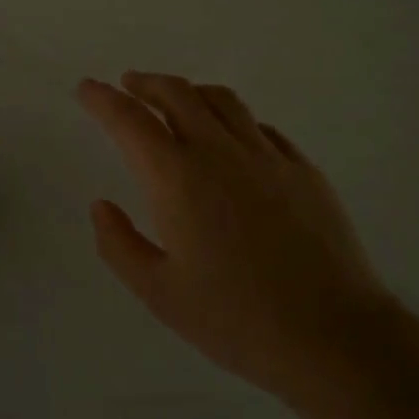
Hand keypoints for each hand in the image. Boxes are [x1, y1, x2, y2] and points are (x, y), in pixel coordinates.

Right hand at [77, 72, 396, 406]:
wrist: (332, 335)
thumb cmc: (235, 319)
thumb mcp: (159, 293)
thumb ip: (119, 244)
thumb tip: (101, 205)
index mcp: (177, 178)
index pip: (130, 121)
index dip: (103, 99)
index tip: (86, 88)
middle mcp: (220, 152)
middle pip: (177, 94)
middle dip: (145, 83)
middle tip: (128, 85)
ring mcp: (267, 156)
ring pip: (222, 101)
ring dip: (190, 92)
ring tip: (176, 100)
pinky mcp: (303, 169)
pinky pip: (260, 127)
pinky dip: (233, 120)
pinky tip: (232, 138)